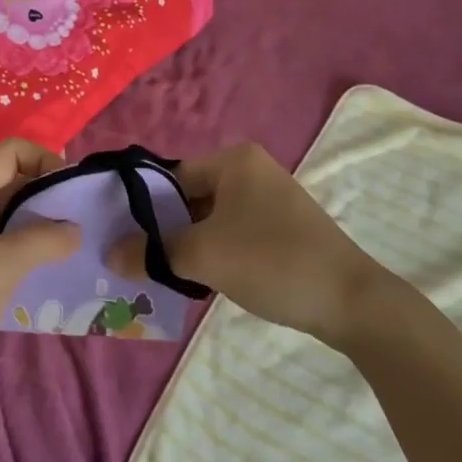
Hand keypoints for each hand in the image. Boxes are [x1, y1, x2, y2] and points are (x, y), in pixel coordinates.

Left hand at [0, 140, 80, 416]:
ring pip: (7, 213)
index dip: (47, 162)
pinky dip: (23, 249)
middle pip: (12, 179)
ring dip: (38, 226)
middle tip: (81, 225)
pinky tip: (43, 272)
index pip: (12, 152)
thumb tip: (75, 229)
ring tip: (71, 249)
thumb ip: (42, 240)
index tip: (73, 195)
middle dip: (47, 196)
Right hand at [109, 142, 386, 347]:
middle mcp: (251, 170)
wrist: (351, 302)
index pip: (172, 176)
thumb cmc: (272, 261)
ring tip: (160, 275)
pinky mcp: (282, 228)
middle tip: (136, 260)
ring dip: (188, 244)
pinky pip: (234, 232)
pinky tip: (199, 280)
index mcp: (234, 160)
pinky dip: (215, 252)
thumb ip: (153, 252)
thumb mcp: (204, 256)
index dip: (144, 207)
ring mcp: (270, 199)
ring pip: (212, 218)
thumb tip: (110, 252)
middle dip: (165, 229)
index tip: (122, 237)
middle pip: (191, 196)